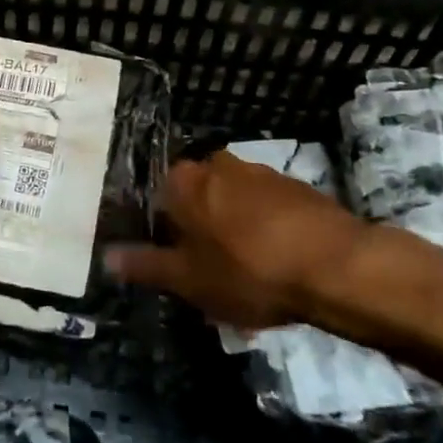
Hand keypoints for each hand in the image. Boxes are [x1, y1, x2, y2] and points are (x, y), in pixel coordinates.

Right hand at [108, 151, 442, 345]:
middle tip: (208, 273)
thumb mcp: (189, 279)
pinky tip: (277, 263)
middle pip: (196, 198)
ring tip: (246, 274)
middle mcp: (217, 164)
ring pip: (232, 202)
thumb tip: (106, 257)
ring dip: (232, 230)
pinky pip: (266, 209)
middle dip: (198, 230)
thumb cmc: (248, 271)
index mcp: (184, 181)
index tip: (173, 263)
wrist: (336, 265)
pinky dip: (265, 230)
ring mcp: (260, 171)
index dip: (162, 233)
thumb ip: (146, 266)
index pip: (157, 199)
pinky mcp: (296, 186)